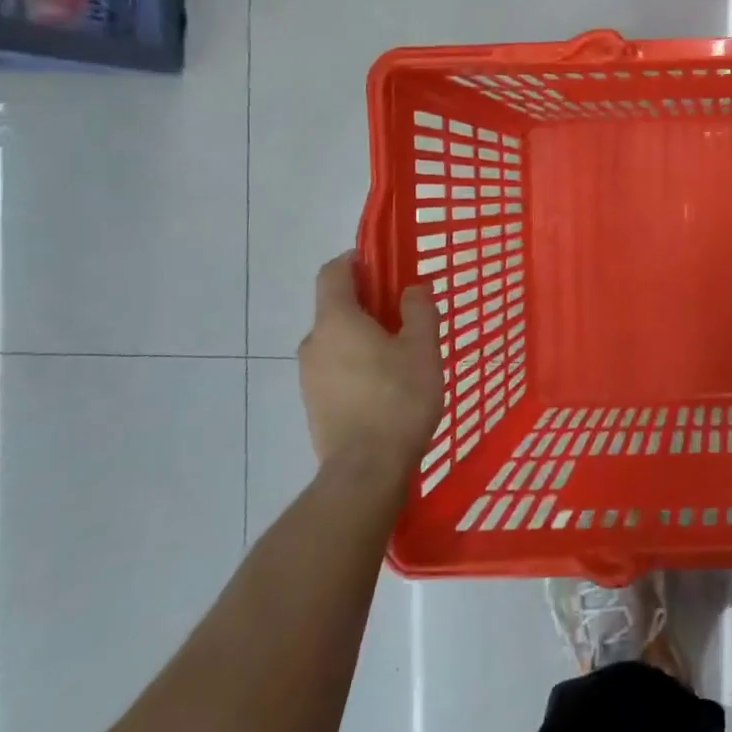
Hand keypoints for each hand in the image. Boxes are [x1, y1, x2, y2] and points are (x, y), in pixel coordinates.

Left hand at [298, 253, 444, 488]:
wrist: (365, 470)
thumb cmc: (398, 399)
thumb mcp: (422, 348)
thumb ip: (419, 310)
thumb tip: (412, 289)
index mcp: (336, 321)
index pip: (333, 273)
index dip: (355, 260)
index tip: (383, 263)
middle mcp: (314, 343)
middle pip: (336, 307)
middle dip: (368, 302)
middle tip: (406, 313)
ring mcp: (308, 376)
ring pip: (337, 340)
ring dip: (364, 335)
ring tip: (402, 353)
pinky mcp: (314, 403)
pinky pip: (336, 367)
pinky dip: (357, 362)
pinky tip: (387, 384)